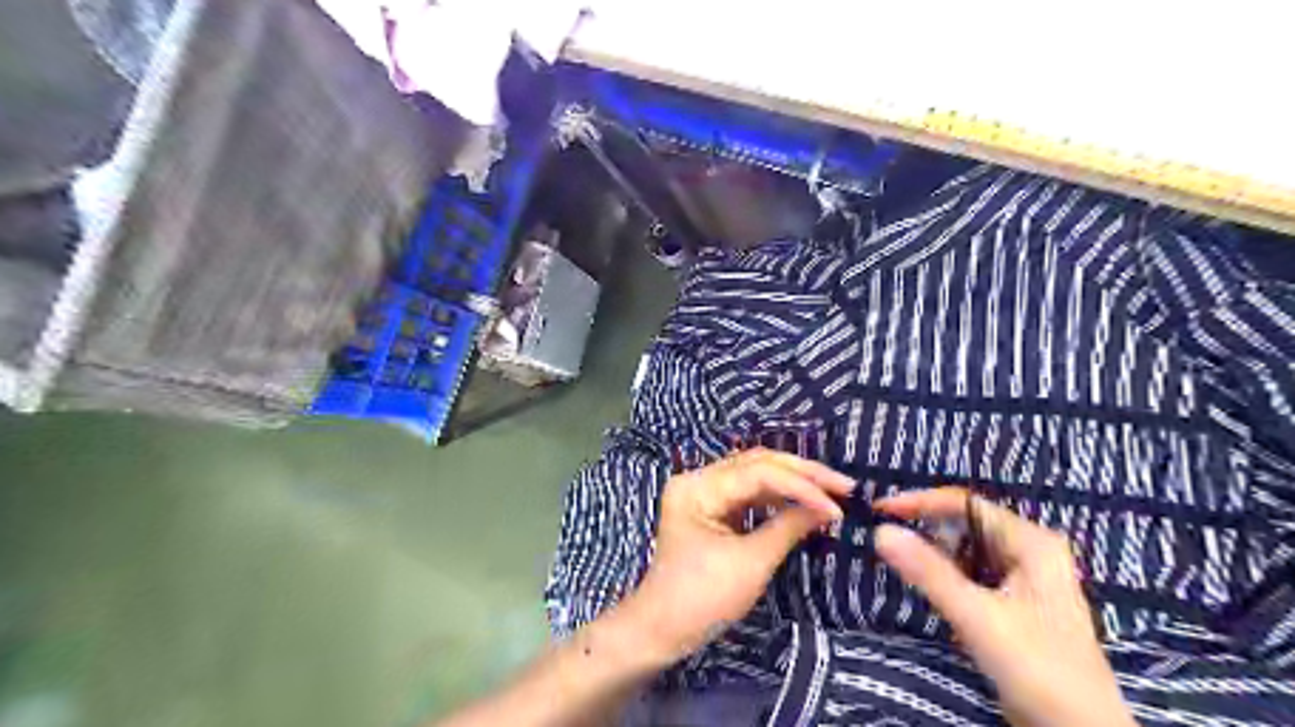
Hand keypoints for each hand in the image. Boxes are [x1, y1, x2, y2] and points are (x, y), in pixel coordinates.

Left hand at [621, 450, 857, 664]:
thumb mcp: (750, 563)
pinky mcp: (713, 510)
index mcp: (698, 487)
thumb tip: (828, 508)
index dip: (801, 485)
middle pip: (757, 463)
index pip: (758, 472)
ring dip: (793, 482)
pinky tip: (804, 503)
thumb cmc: (701, 598)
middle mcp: (699, 479)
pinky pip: (750, 494)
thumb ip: (789, 528)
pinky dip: (778, 497)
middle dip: (802, 473)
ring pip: (756, 476)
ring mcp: (705, 493)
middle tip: (843, 485)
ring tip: (831, 491)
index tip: (837, 505)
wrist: (661, 630)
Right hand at [868, 489, 1136, 726]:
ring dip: (932, 551)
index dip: (919, 502)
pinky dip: (944, 573)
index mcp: (1032, 543)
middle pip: (965, 524)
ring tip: (894, 554)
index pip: (964, 504)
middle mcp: (1029, 552)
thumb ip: (929, 572)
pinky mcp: (1013, 604)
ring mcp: (1023, 579)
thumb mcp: (979, 618)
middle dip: (924, 526)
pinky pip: (970, 574)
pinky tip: (923, 582)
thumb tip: (880, 531)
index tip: (878, 511)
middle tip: (881, 533)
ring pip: (966, 550)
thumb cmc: (1039, 671)